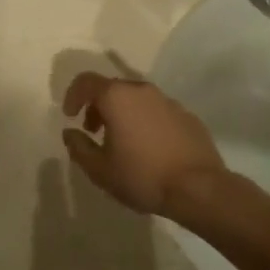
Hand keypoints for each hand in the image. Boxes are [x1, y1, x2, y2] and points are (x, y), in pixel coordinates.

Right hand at [61, 73, 225, 218]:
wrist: (200, 189)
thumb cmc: (143, 176)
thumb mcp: (100, 170)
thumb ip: (79, 147)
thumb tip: (70, 133)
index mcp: (117, 97)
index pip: (86, 81)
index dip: (73, 95)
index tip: (70, 116)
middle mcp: (142, 90)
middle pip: (112, 88)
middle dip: (97, 106)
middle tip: (93, 131)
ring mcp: (168, 101)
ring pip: (136, 98)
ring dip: (122, 113)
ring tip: (121, 142)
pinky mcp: (187, 116)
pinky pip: (157, 111)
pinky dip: (145, 121)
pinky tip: (149, 148)